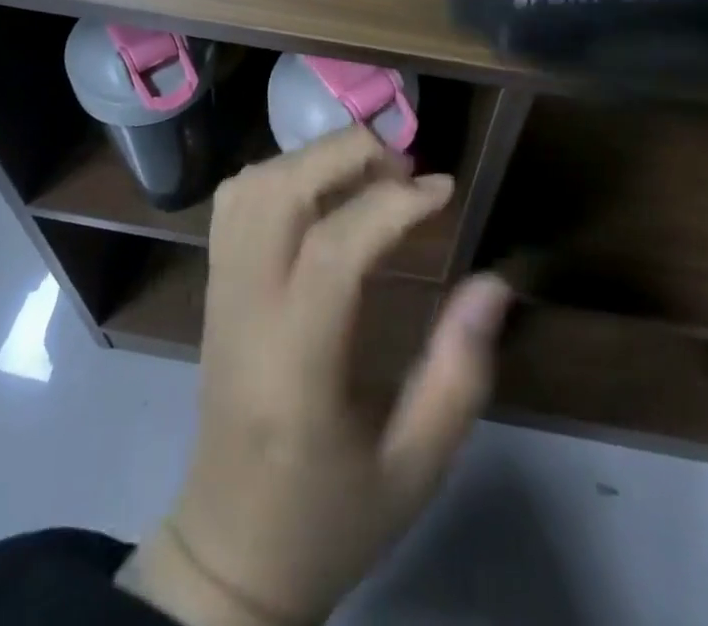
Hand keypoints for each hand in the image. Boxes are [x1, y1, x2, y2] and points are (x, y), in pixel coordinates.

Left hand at [117, 129, 513, 625]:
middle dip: (345, 154)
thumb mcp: (415, 467)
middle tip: (405, 165)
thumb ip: (459, 374)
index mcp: (294, 364)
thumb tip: (495, 282)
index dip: (393, 204)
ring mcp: (218, 293)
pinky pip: (234, 203)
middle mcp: (245, 310)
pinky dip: (281, 174)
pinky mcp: (211, 288)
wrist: (231, 553)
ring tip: (369, 173)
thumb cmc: (331, 515)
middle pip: (279, 192)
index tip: (444, 188)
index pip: (333, 249)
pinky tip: (322, 193)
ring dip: (313, 159)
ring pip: (251, 186)